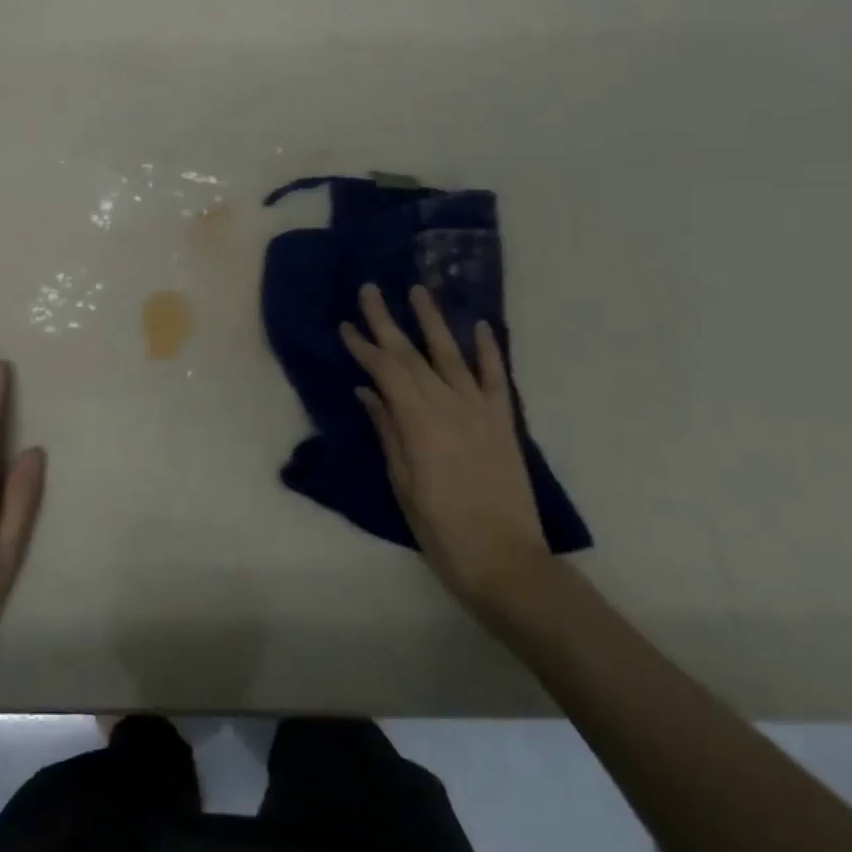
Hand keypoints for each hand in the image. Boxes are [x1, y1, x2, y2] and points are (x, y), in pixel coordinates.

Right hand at [340, 284, 553, 614]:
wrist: (506, 562)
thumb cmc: (441, 529)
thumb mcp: (403, 483)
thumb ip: (387, 431)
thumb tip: (366, 391)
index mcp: (419, 422)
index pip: (385, 372)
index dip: (362, 347)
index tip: (345, 325)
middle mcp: (449, 405)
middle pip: (412, 355)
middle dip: (387, 321)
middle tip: (370, 289)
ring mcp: (480, 411)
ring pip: (452, 355)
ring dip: (433, 321)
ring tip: (419, 290)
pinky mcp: (504, 423)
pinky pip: (496, 378)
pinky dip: (488, 350)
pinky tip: (480, 326)